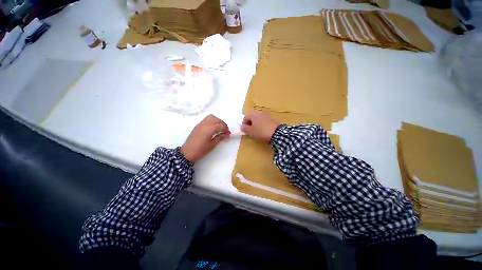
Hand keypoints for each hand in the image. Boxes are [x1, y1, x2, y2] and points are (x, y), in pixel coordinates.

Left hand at [181, 115, 229, 161]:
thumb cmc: (201, 150)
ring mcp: (200, 124)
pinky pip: (206, 119)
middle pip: (217, 119)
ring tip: (219, 128)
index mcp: (209, 129)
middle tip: (225, 131)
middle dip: (223, 124)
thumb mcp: (212, 145)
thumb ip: (220, 138)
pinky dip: (212, 121)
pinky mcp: (197, 125)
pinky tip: (212, 128)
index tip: (228, 134)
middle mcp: (205, 124)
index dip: (226, 129)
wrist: (187, 152)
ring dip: (217, 121)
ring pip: (211, 117)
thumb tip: (226, 134)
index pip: (221, 125)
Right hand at [241, 112, 279, 142]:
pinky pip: (265, 121)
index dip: (244, 124)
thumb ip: (245, 128)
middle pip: (252, 117)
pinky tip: (264, 131)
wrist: (277, 133)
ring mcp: (267, 115)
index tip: (245, 130)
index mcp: (253, 114)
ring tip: (257, 132)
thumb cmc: (261, 132)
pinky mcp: (273, 119)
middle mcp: (260, 113)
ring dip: (257, 124)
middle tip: (251, 131)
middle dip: (250, 124)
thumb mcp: (251, 132)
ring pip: (259, 119)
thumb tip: (242, 126)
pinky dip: (263, 125)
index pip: (245, 117)